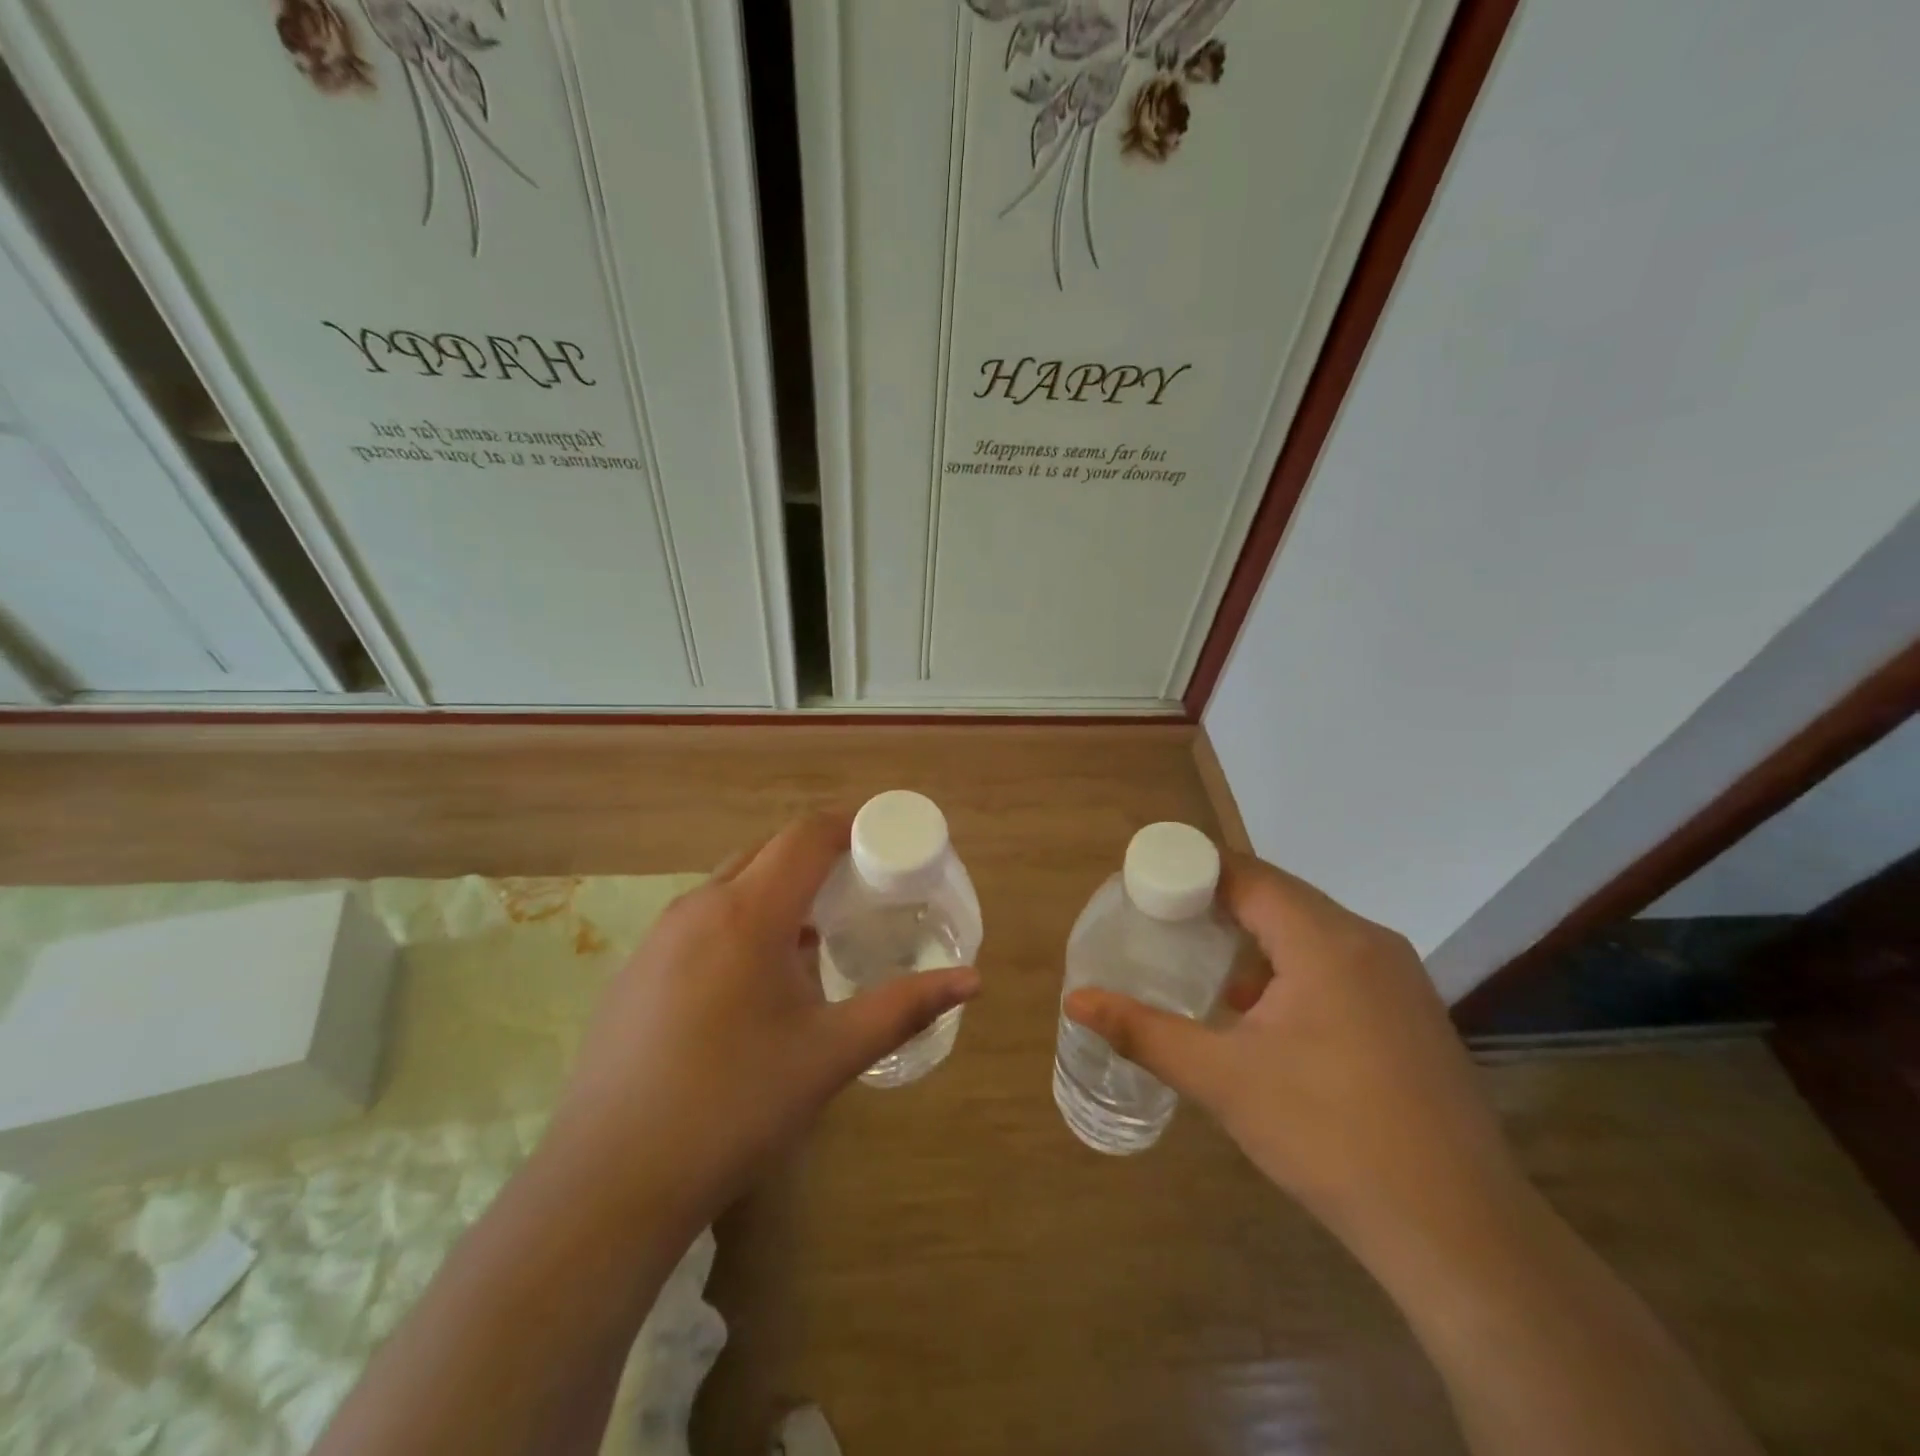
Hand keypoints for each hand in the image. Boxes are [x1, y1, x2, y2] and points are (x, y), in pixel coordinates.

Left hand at [542, 813, 980, 1225]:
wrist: (609, 1182)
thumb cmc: (735, 1106)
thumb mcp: (831, 1055)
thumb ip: (904, 1007)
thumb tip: (972, 980)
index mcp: (748, 913)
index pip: (805, 836)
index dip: (849, 827)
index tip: (884, 845)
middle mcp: (698, 907)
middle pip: (767, 851)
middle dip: (816, 857)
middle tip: (858, 891)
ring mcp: (658, 937)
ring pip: (729, 884)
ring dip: (776, 890)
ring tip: (813, 935)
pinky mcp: (636, 971)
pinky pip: (700, 920)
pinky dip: (740, 921)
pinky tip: (754, 982)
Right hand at [1064, 855, 1524, 1268]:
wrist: (1457, 1232)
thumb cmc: (1328, 1137)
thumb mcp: (1223, 1080)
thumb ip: (1144, 1032)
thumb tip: (1075, 1000)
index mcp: (1325, 940)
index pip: (1246, 874)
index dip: (1191, 869)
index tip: (1143, 882)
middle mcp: (1367, 941)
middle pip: (1277, 896)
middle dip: (1215, 902)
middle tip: (1160, 922)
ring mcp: (1398, 977)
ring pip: (1309, 930)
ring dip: (1255, 937)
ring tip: (1201, 962)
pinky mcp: (1411, 1012)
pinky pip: (1337, 962)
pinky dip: (1290, 966)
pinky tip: (1262, 1012)